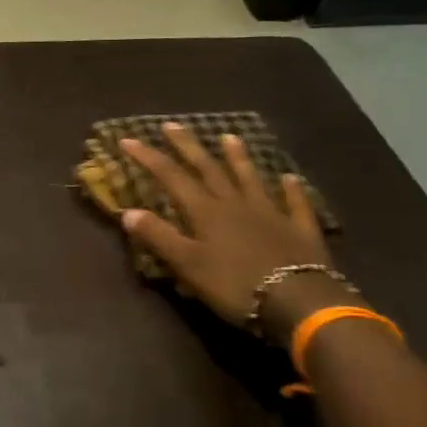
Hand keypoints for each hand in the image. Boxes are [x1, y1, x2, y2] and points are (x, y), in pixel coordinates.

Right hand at [120, 123, 343, 340]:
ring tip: (228, 137)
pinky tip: (290, 177)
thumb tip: (128, 211)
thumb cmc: (235, 286)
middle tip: (172, 125)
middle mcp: (236, 203)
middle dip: (187, 146)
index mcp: (206, 212)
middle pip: (208, 168)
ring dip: (238, 157)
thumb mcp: (188, 265)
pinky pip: (294, 203)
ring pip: (250, 178)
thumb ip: (159, 237)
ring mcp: (270, 213)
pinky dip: (291, 189)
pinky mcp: (299, 229)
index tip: (129, 139)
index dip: (149, 157)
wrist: (299, 301)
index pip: (171, 177)